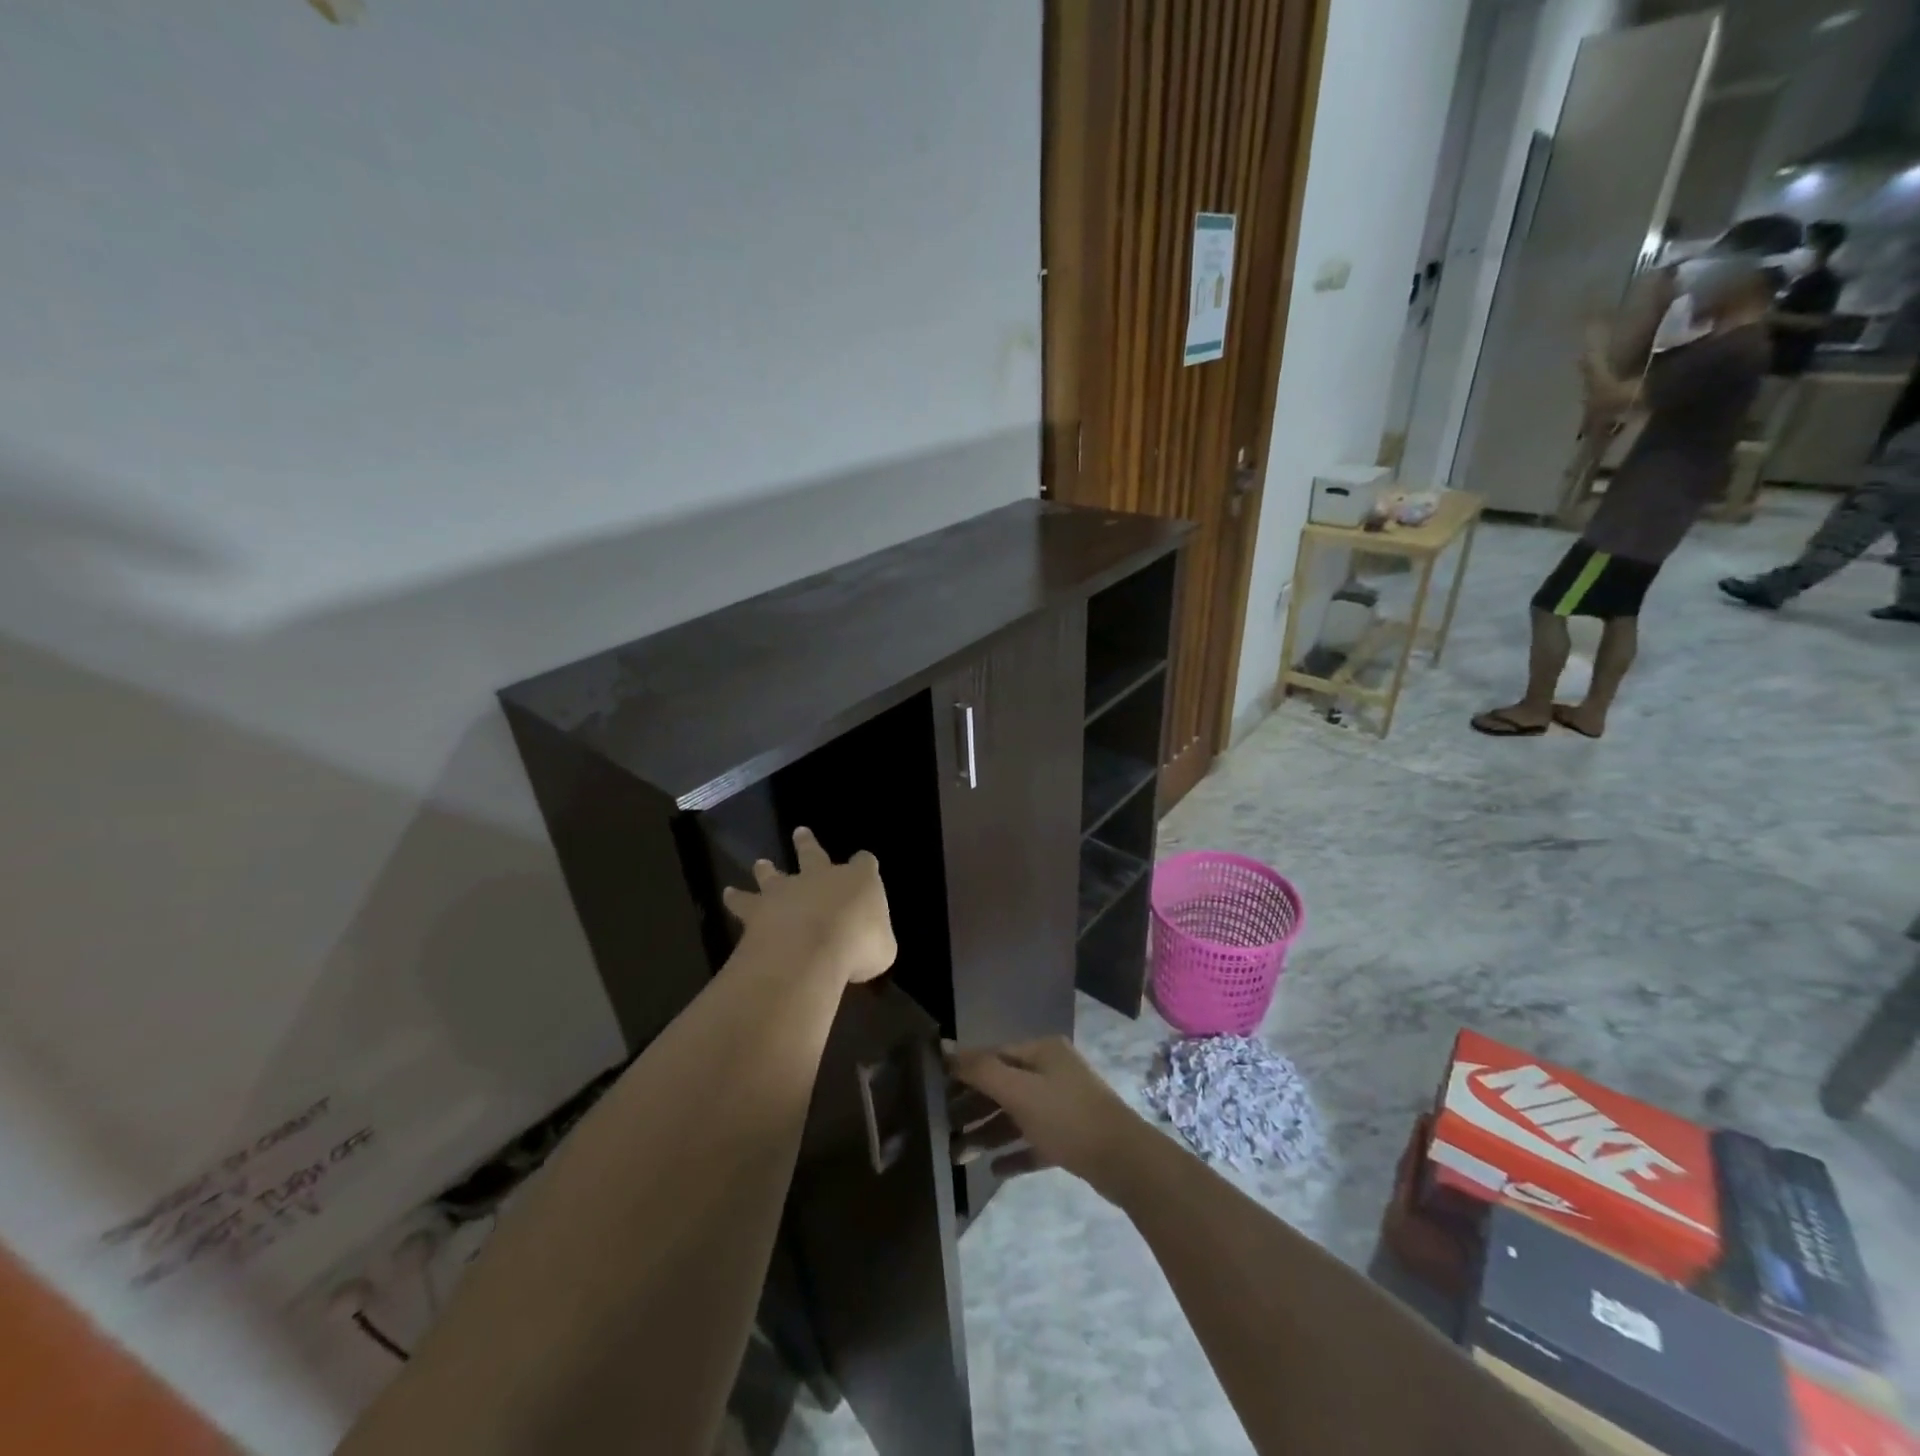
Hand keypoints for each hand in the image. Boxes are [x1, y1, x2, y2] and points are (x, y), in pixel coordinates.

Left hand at [722, 827, 896, 984]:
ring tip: (760, 864)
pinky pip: (743, 902)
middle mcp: (821, 877)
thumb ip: (875, 941)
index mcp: (858, 880)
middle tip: (799, 832)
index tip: (863, 863)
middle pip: (813, 854)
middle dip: (807, 844)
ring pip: (774, 874)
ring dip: (767, 870)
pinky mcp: (758, 910)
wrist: (809, 951)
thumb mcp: (882, 949)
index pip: (865, 863)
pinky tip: (728, 895)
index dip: (864, 864)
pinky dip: (735, 899)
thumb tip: (869, 945)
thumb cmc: (858, 946)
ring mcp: (787, 891)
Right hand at [948, 1037, 1141, 1194]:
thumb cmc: (1067, 1117)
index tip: (936, 1094)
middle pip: (1003, 1086)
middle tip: (944, 1132)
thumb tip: (943, 1046)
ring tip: (960, 1157)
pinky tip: (995, 1170)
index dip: (964, 1073)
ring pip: (1016, 1116)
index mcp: (1041, 1051)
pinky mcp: (1071, 1137)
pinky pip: (1034, 1141)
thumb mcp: (1019, 1091)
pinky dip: (1015, 1152)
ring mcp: (1063, 1104)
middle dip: (973, 1109)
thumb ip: (980, 1070)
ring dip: (989, 1134)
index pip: (993, 1056)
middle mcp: (1052, 1071)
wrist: (1124, 1161)